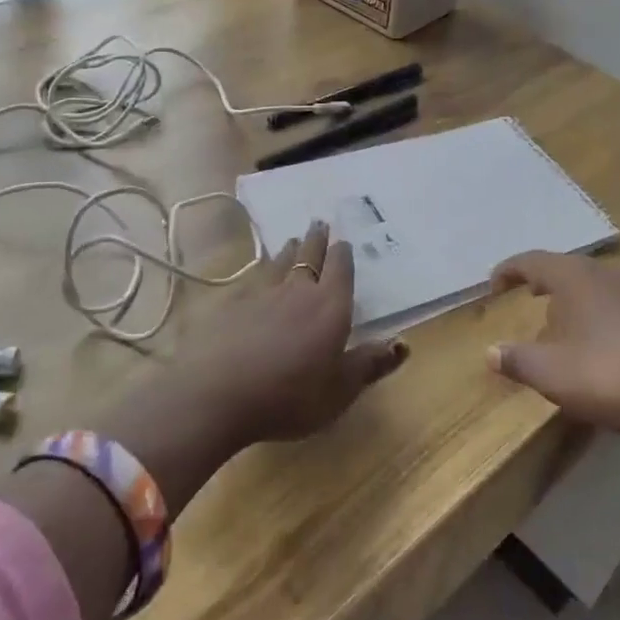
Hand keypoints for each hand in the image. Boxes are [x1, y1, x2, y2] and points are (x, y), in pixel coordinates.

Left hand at [179, 221, 407, 448]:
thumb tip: (403, 343)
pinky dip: (260, 270)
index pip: (340, 270)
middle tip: (320, 223)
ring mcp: (260, 293)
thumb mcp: (339, 390)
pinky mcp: (230, 303)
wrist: (216, 393)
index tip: (344, 241)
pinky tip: (257, 273)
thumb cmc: (289, 396)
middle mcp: (297, 289)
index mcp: (329, 306)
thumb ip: (370, 364)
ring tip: (293, 240)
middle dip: (317, 239)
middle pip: (309, 255)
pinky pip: (252, 278)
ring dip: (289, 249)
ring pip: (279, 262)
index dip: (343, 255)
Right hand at [485, 251, 619, 448]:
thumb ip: (516, 359)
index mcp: (572, 277)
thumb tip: (490, 351)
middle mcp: (602, 274)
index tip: (493, 285)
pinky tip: (591, 338)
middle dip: (539, 279)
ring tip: (553, 317)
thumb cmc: (609, 374)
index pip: (531, 261)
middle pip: (562, 267)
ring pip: (588, 283)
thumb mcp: (551, 373)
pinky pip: (608, 300)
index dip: (508, 271)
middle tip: (522, 294)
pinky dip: (589, 310)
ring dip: (566, 296)